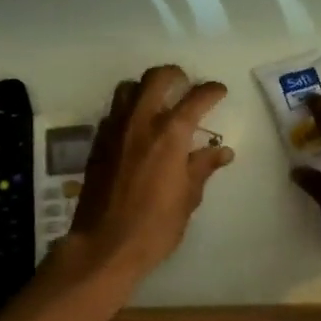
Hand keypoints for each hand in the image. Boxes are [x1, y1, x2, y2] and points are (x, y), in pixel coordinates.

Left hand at [64, 65, 233, 284]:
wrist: (104, 245)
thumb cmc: (155, 226)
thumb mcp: (188, 198)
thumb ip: (203, 167)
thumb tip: (222, 151)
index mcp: (170, 134)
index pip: (196, 98)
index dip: (211, 91)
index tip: (219, 91)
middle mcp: (141, 121)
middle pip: (157, 77)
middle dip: (175, 75)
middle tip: (185, 86)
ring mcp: (115, 129)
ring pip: (128, 88)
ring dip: (146, 88)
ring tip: (158, 102)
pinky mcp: (98, 142)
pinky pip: (114, 111)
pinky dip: (128, 110)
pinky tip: (136, 129)